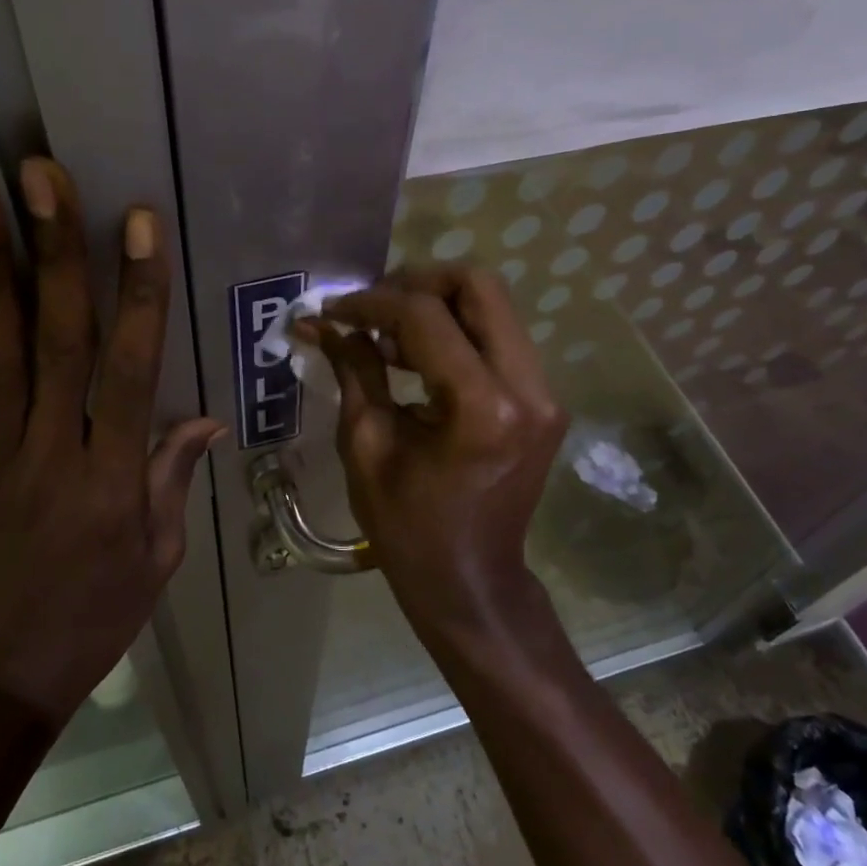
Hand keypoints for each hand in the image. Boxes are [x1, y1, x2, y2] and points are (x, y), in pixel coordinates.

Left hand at [0, 158, 224, 719]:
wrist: (7, 668)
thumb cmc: (100, 611)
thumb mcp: (161, 555)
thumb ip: (173, 478)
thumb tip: (202, 416)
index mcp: (114, 477)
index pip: (130, 369)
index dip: (137, 293)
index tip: (137, 224)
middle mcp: (52, 453)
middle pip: (55, 342)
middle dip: (52, 254)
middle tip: (38, 178)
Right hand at [302, 264, 567, 637]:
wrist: (471, 582)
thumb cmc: (408, 527)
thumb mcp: (366, 446)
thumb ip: (352, 370)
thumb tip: (321, 323)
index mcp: (481, 407)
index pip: (425, 316)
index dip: (372, 303)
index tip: (333, 311)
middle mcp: (527, 388)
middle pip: (480, 286)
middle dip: (418, 283)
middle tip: (372, 308)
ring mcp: (545, 393)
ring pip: (493, 307)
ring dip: (436, 307)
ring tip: (386, 338)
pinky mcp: (544, 401)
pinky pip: (498, 339)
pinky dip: (455, 333)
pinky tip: (415, 358)